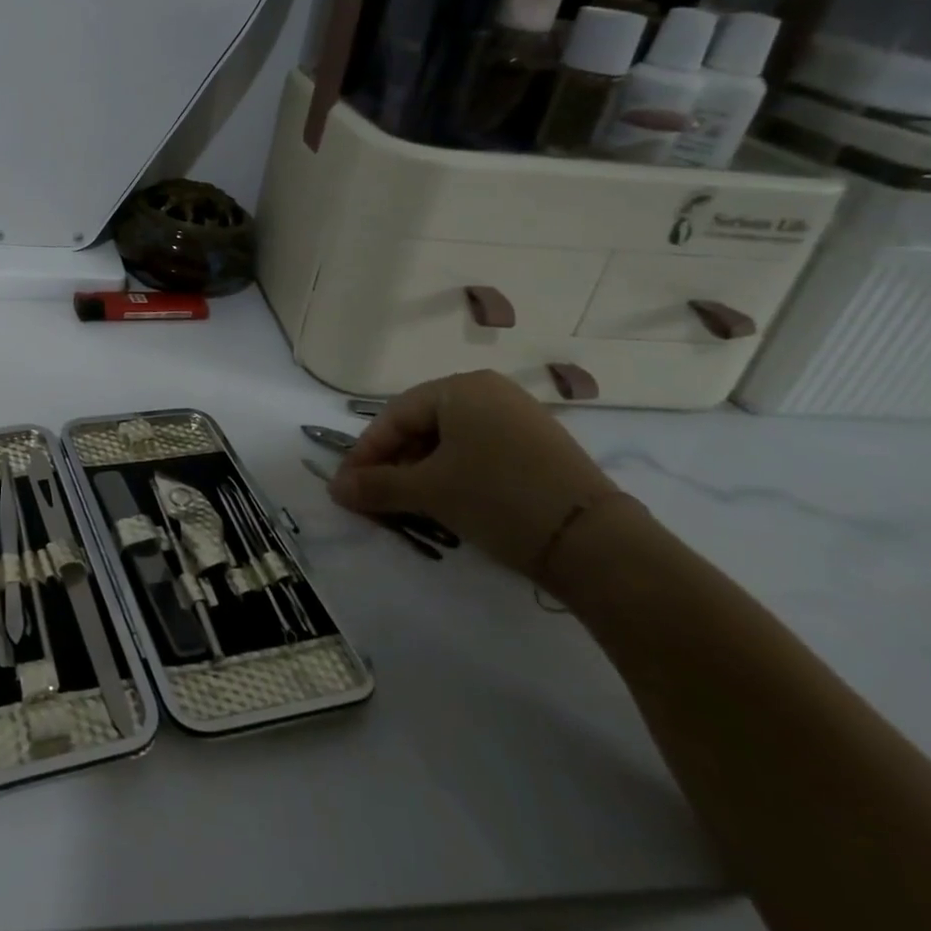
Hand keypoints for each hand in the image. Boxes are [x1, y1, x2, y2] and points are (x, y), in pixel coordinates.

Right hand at [327, 370, 617, 574]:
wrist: (596, 543)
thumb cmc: (497, 498)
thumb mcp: (429, 491)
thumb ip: (376, 486)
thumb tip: (334, 489)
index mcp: (460, 388)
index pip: (395, 415)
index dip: (366, 452)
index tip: (348, 487)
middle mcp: (490, 391)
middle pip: (423, 426)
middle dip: (395, 464)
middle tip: (377, 499)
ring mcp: (520, 418)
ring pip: (452, 442)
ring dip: (423, 472)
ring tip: (411, 505)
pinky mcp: (540, 447)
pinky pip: (481, 452)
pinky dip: (456, 475)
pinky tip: (451, 503)